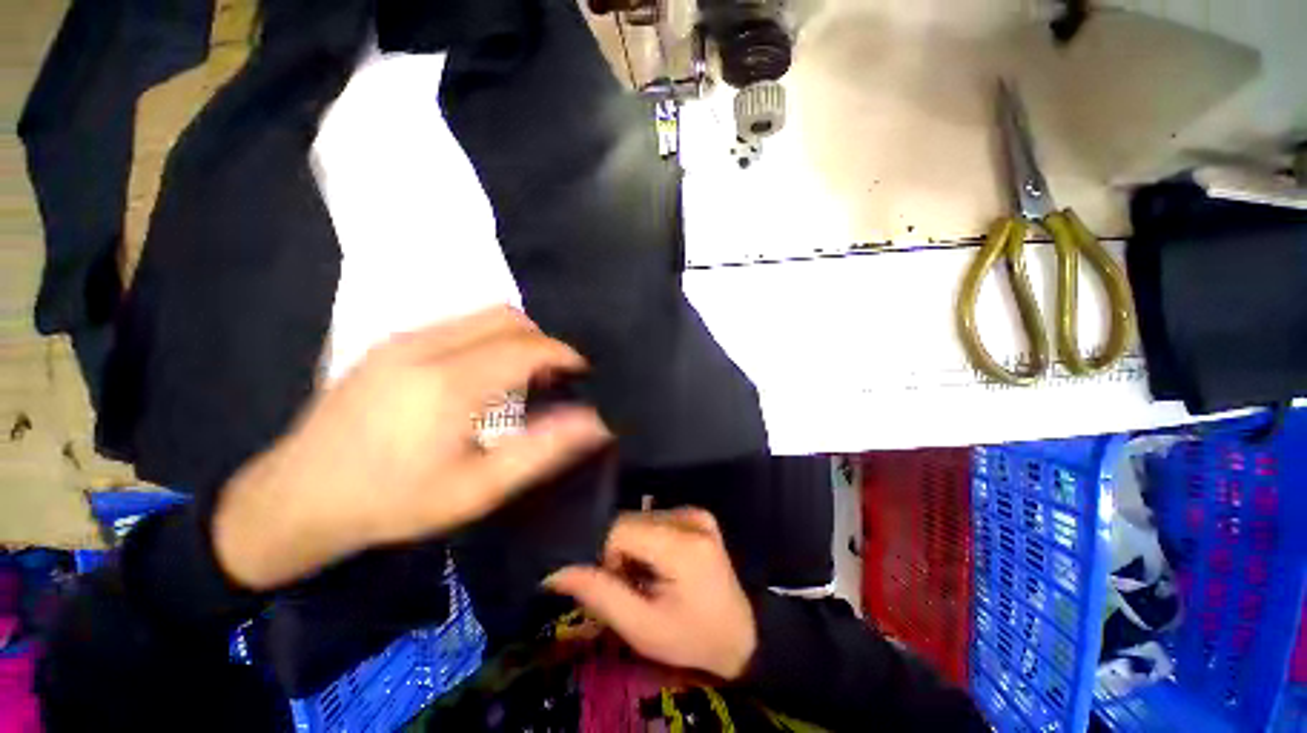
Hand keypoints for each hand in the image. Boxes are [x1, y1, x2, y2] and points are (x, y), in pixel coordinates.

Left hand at [214, 307, 610, 590]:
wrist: (297, 499)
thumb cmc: (394, 502)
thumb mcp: (478, 490)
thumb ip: (542, 450)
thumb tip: (595, 422)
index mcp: (449, 383)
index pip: (527, 346)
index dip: (564, 353)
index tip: (582, 372)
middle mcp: (425, 346)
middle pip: (507, 317)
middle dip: (543, 340)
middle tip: (554, 375)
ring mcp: (402, 339)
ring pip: (482, 316)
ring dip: (516, 337)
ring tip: (524, 375)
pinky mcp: (388, 343)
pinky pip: (457, 324)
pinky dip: (488, 338)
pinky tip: (483, 374)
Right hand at [545, 509, 757, 679]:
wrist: (740, 635)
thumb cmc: (691, 638)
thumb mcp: (642, 628)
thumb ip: (599, 595)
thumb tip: (555, 572)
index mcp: (683, 545)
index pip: (620, 529)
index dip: (609, 557)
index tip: (621, 586)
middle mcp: (691, 517)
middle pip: (630, 521)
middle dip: (622, 552)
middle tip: (636, 587)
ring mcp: (697, 513)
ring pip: (641, 518)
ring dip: (634, 546)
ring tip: (650, 577)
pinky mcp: (699, 514)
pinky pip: (656, 519)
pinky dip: (649, 540)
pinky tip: (662, 564)